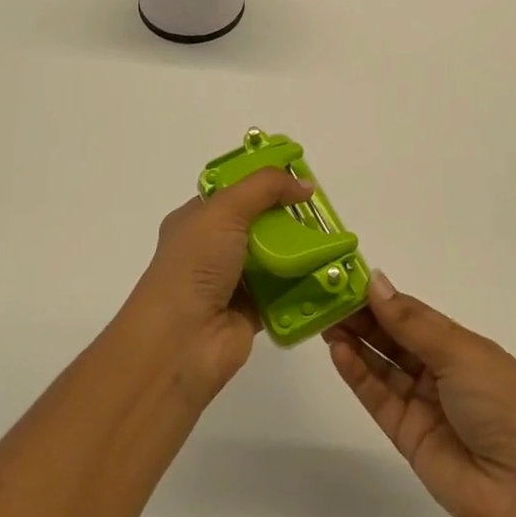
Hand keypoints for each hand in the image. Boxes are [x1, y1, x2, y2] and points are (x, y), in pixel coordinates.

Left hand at [128, 168, 312, 404]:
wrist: (180, 341)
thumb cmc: (194, 265)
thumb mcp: (225, 210)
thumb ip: (265, 188)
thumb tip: (305, 184)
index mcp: (196, 219)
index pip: (233, 190)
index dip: (263, 180)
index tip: (298, 175)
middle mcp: (212, 248)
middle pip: (258, 223)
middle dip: (288, 216)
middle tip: (322, 210)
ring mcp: (231, 282)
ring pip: (274, 257)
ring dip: (300, 250)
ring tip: (334, 239)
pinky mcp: (251, 312)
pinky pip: (283, 292)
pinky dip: (303, 285)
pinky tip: (329, 273)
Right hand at [324, 274, 515, 516]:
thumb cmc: (503, 404)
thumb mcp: (460, 352)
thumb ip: (411, 322)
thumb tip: (374, 281)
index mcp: (462, 346)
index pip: (413, 314)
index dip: (382, 297)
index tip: (347, 277)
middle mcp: (442, 371)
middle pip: (394, 338)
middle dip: (362, 317)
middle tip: (325, 295)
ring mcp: (424, 405)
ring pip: (382, 366)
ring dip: (355, 342)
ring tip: (324, 319)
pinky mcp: (407, 437)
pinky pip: (378, 398)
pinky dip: (357, 374)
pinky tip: (338, 351)